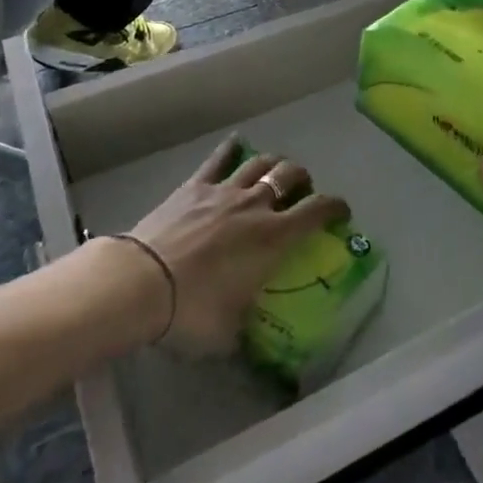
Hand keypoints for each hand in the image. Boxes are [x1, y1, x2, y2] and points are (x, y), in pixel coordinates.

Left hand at [127, 138, 348, 353]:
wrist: (141, 281)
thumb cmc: (191, 310)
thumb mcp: (227, 332)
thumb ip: (244, 328)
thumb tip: (245, 339)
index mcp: (273, 238)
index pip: (317, 211)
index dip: (335, 206)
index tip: (341, 211)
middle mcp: (255, 205)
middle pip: (290, 174)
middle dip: (302, 179)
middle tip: (301, 192)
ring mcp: (224, 190)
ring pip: (260, 162)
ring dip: (274, 163)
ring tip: (275, 170)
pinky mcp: (195, 185)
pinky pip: (219, 158)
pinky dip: (232, 149)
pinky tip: (237, 144)